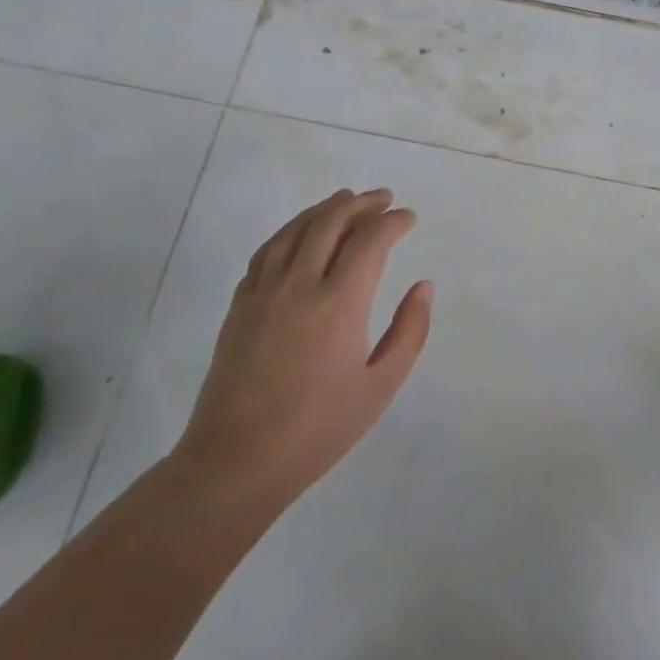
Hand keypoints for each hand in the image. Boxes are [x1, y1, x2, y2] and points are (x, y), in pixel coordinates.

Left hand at [171, 188, 431, 511]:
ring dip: (325, 208)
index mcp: (340, 302)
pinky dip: (290, 230)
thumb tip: (423, 286)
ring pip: (296, 229)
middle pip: (331, 222)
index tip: (409, 218)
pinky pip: (267, 250)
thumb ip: (409, 330)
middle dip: (361, 204)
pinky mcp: (240, 304)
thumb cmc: (319, 428)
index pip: (371, 240)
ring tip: (345, 199)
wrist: (237, 460)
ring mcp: (264, 291)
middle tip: (383, 198)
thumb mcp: (381, 385)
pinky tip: (300, 232)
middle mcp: (300, 284)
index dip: (393, 222)